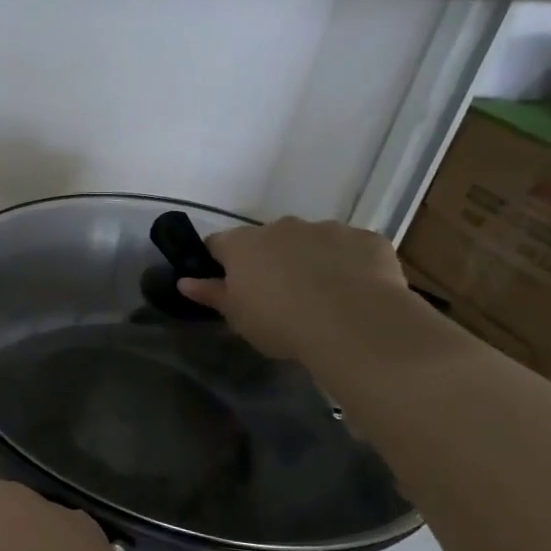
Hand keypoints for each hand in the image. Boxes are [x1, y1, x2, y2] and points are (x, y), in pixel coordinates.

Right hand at [176, 216, 413, 362]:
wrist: (354, 324)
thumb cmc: (281, 322)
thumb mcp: (237, 317)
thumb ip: (211, 294)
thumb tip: (184, 282)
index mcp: (242, 244)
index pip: (217, 244)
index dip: (219, 263)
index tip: (227, 285)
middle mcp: (281, 227)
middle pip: (266, 239)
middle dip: (269, 259)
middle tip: (277, 294)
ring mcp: (327, 228)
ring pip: (311, 241)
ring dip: (310, 259)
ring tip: (322, 296)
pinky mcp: (366, 239)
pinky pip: (352, 249)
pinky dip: (350, 264)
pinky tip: (357, 292)